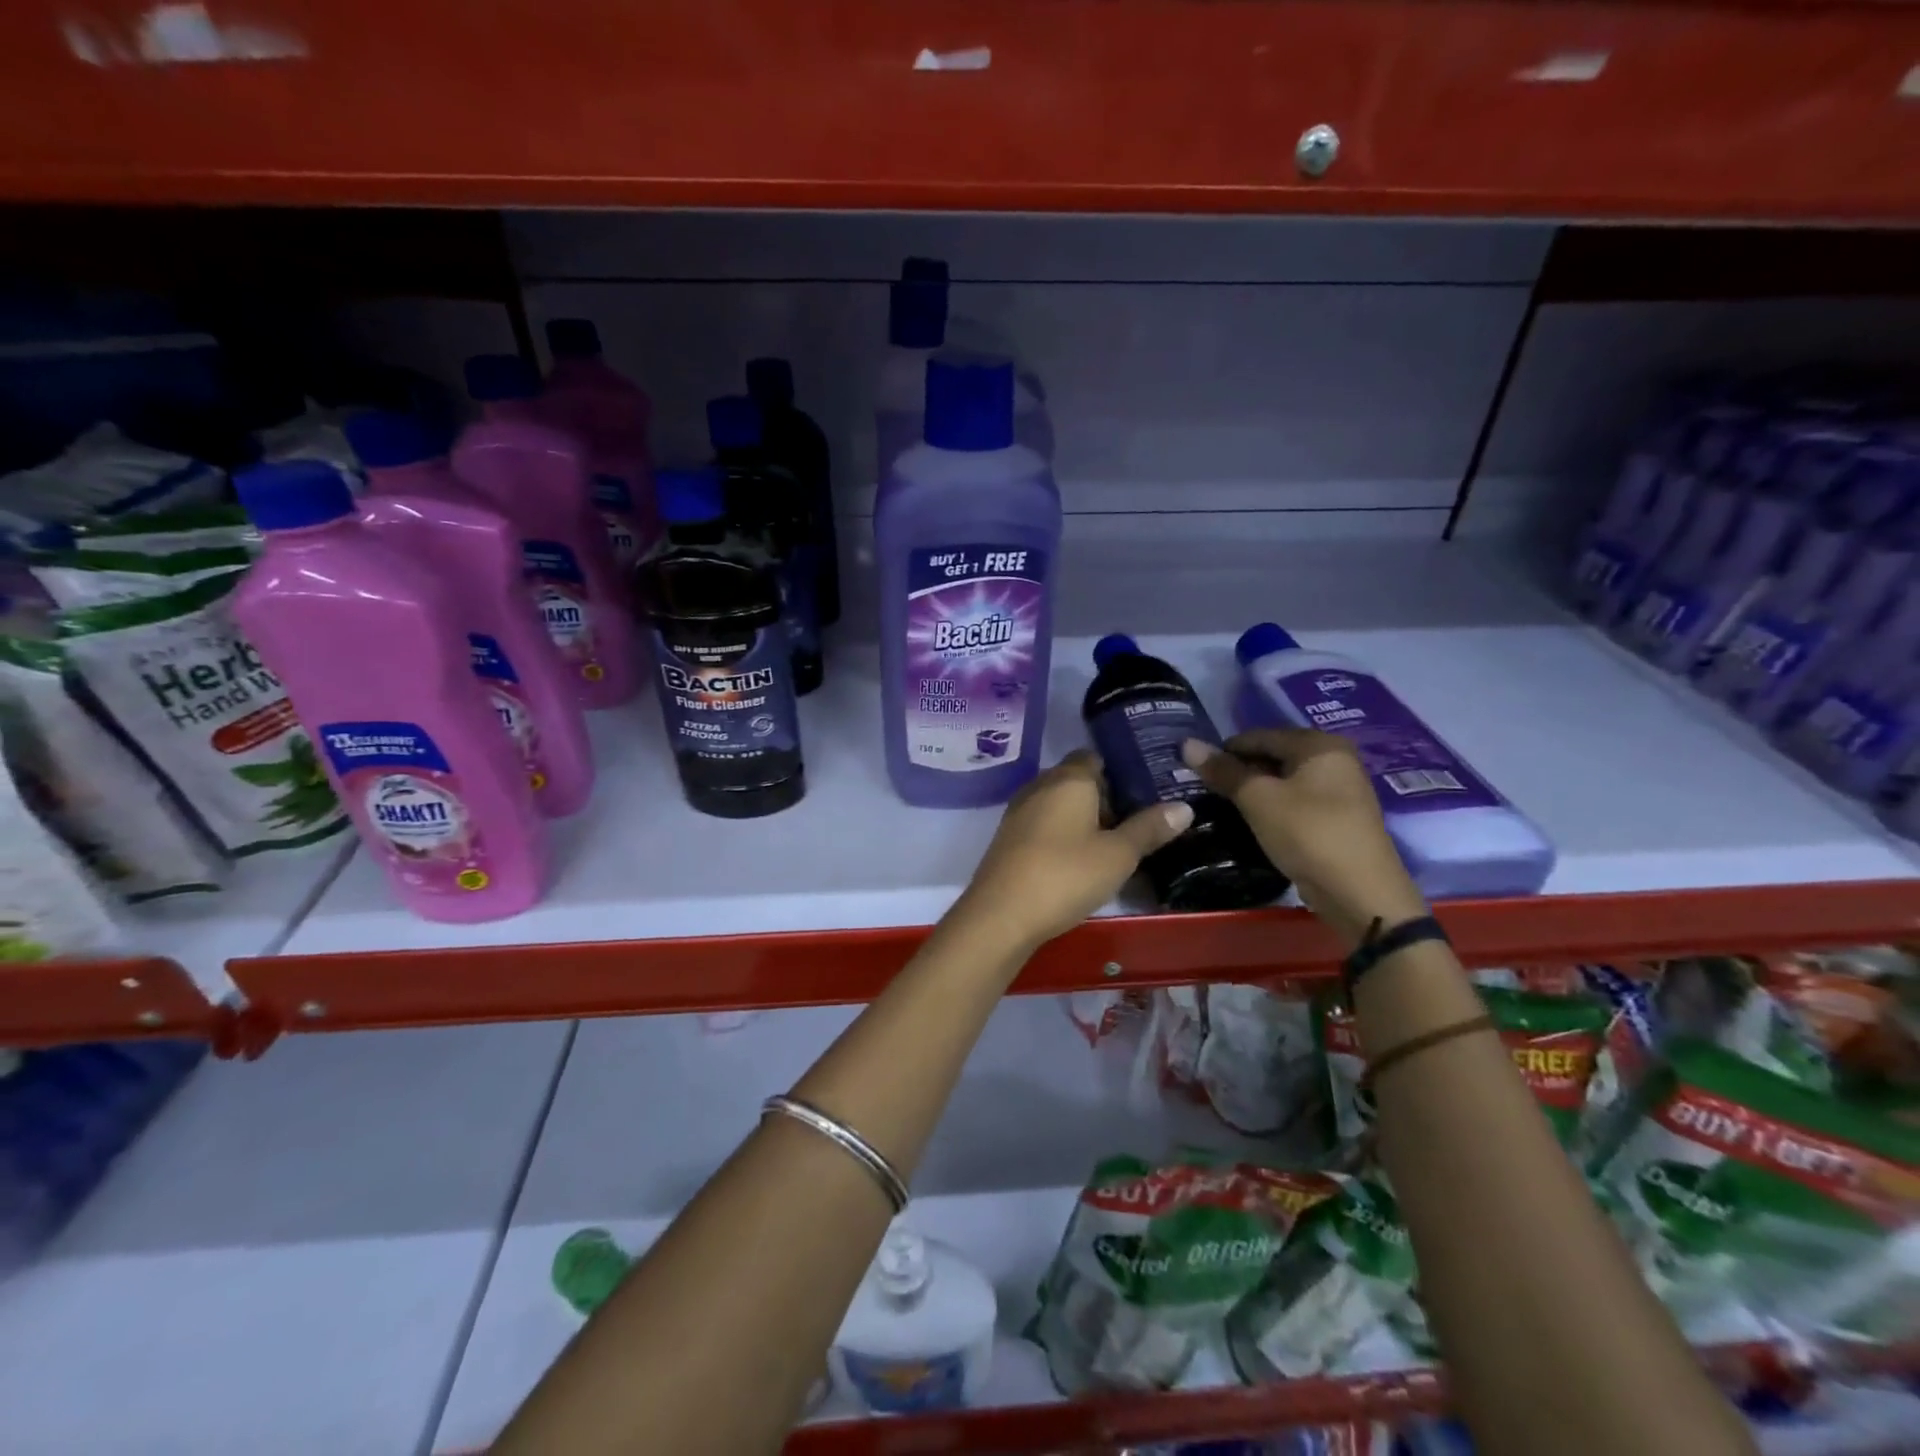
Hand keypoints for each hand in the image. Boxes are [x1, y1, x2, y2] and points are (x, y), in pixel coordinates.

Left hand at [953, 750, 1192, 951]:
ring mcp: (1020, 812)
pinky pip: (1044, 824)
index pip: (1094, 757)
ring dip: (1084, 819)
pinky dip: (1063, 834)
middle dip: (1105, 797)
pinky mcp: (1009, 838)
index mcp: (1068, 779)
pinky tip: (1080, 860)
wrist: (1001, 914)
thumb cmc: (1065, 875)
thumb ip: (1149, 828)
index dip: (1120, 771)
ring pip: (1059, 804)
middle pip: (1077, 781)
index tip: (1146, 790)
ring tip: (1115, 844)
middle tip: (1139, 821)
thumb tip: (1184, 807)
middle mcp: (1040, 786)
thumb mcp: (1118, 855)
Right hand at [1182, 731, 1426, 946]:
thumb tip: (1187, 744)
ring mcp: (1341, 789)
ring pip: (1285, 780)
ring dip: (1256, 791)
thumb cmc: (1308, 834)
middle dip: (1240, 771)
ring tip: (1226, 807)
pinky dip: (1274, 806)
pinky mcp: (1339, 817)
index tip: (1196, 771)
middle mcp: (1335, 759)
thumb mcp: (1258, 799)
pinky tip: (1255, 822)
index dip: (1224, 751)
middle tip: (1208, 791)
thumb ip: (1224, 771)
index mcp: (1319, 744)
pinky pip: (1297, 801)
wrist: (1360, 894)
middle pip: (1274, 755)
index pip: (1259, 736)